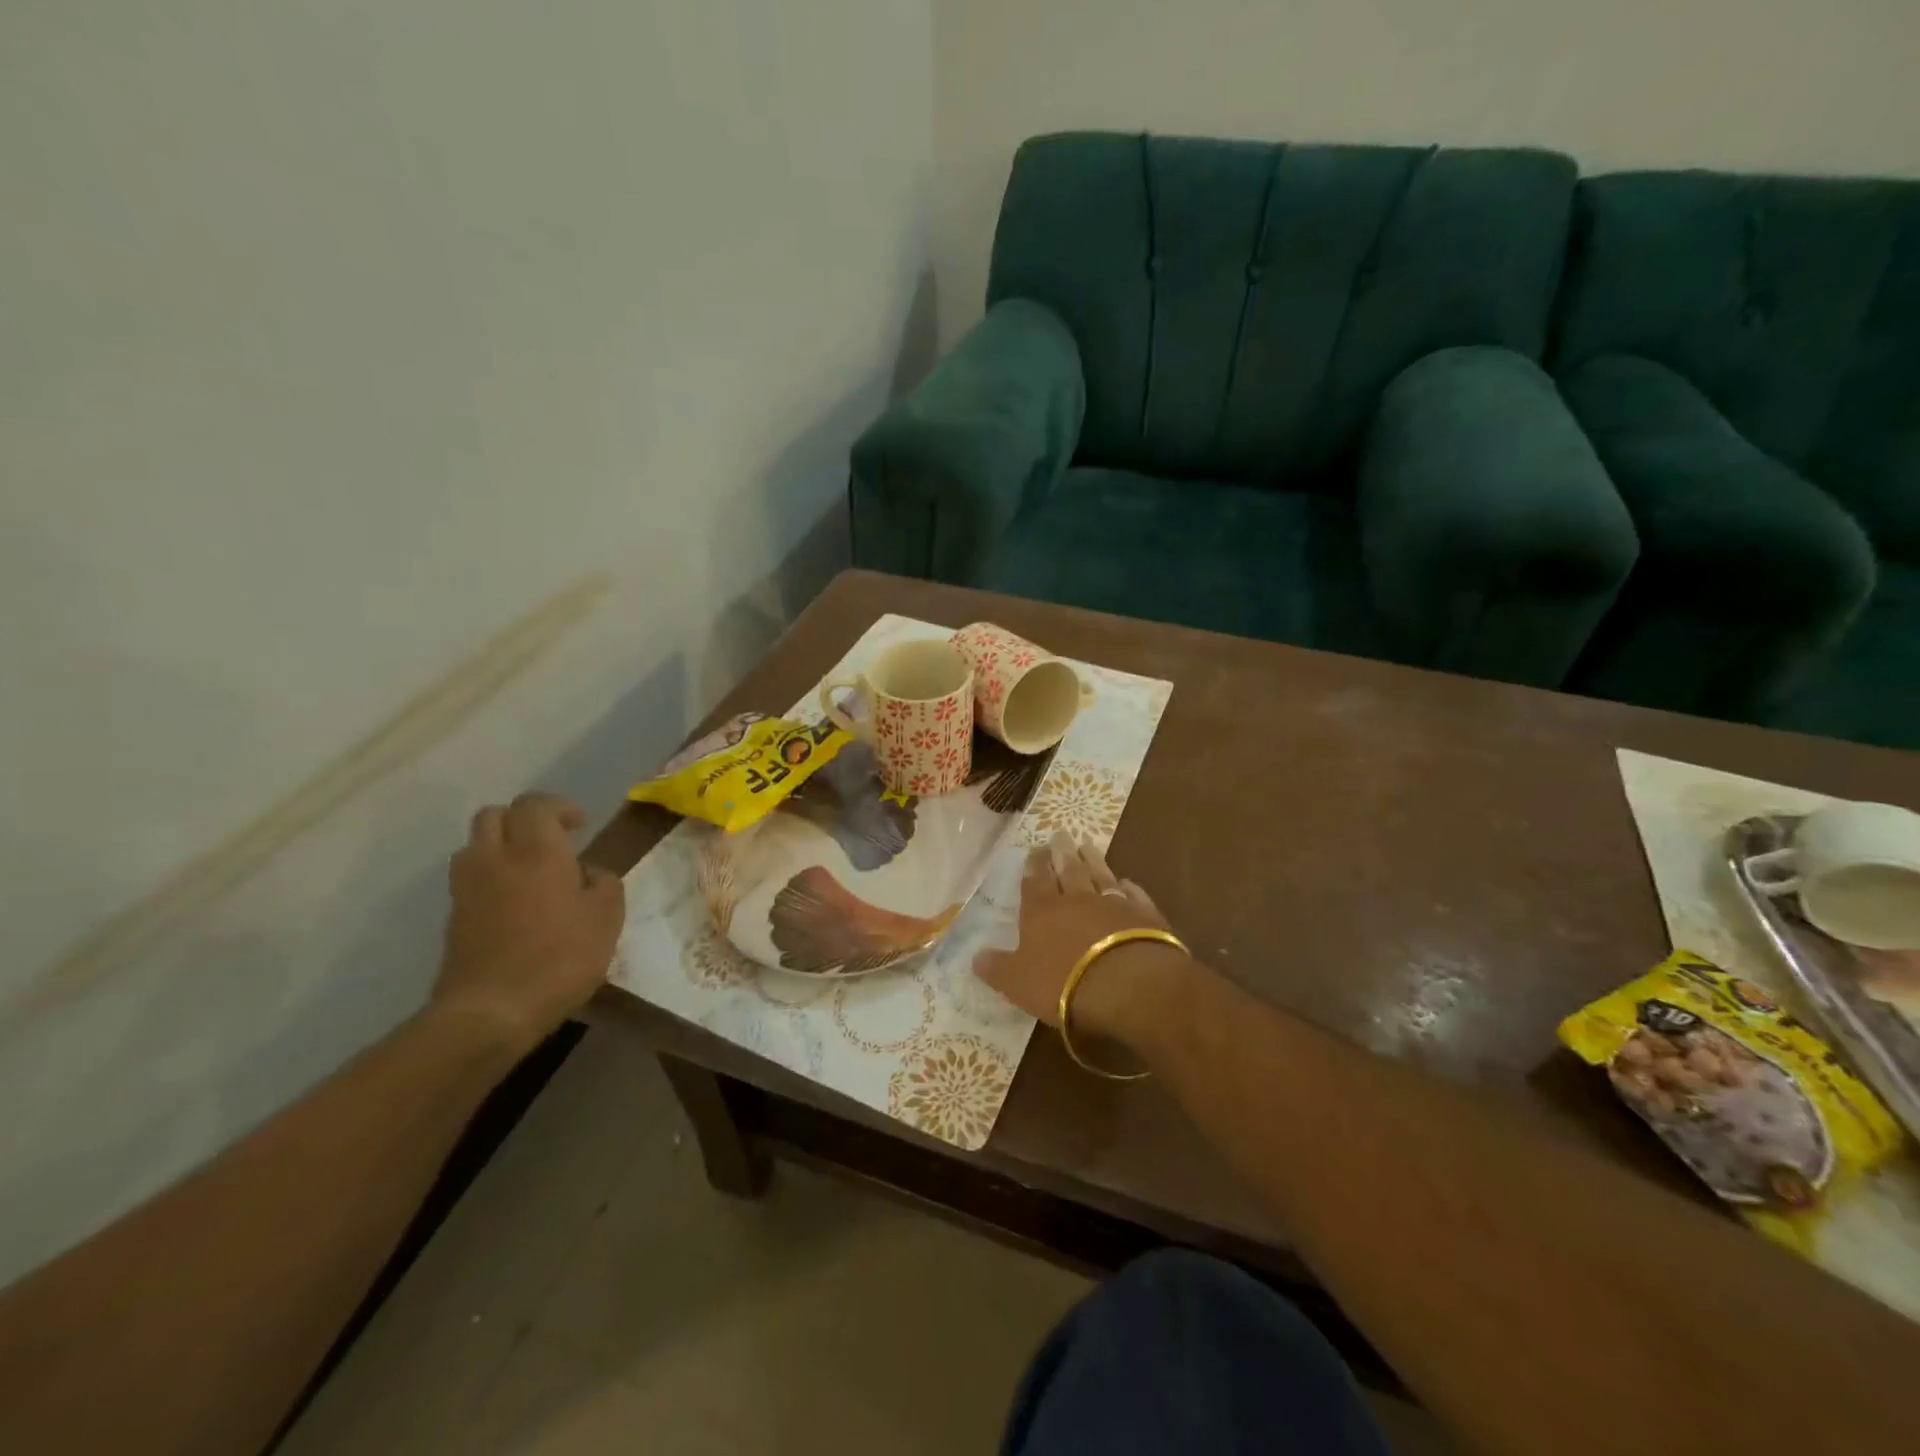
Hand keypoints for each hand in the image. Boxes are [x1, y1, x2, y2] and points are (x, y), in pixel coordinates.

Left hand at [433, 792, 624, 1054]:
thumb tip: (589, 873)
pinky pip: (470, 878)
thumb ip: (604, 883)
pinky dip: (490, 876)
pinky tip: (514, 902)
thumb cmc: (560, 957)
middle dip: (523, 819)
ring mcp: (467, 887)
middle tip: (552, 839)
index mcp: (537, 850)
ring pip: (475, 844)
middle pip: (495, 815)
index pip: (536, 804)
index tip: (581, 825)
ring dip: (501, 845)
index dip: (560, 807)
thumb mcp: (606, 918)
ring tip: (529, 868)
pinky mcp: (453, 916)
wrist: (491, 1010)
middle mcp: (495, 857)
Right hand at [975, 834, 1188, 1045]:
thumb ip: (998, 968)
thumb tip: (976, 957)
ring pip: (1100, 875)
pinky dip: (1129, 887)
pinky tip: (1127, 881)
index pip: (1035, 882)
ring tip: (1088, 845)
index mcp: (1042, 912)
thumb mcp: (1018, 983)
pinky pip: (1134, 895)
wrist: (1127, 984)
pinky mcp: (1144, 916)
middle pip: (1068, 870)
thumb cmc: (1064, 984)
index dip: (1034, 866)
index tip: (1036, 848)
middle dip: (1062, 853)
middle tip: (1061, 834)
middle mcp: (1076, 900)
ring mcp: (1113, 904)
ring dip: (1093, 860)